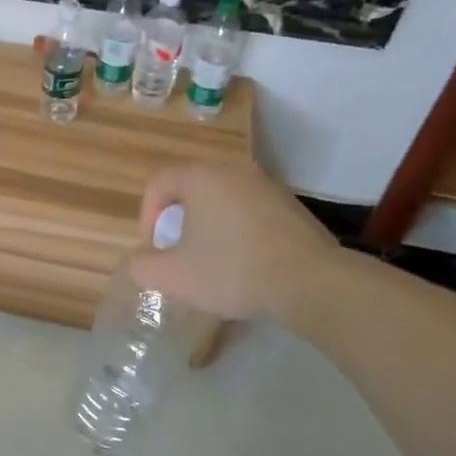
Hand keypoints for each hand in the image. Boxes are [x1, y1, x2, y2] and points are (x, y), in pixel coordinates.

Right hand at [128, 161, 342, 321]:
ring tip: (212, 263)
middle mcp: (235, 172)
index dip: (147, 215)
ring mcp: (268, 188)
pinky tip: (247, 266)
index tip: (154, 247)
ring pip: (223, 203)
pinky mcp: (293, 209)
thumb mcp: (173, 276)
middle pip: (192, 191)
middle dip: (179, 223)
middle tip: (179, 254)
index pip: (159, 182)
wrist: (313, 283)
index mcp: (202, 178)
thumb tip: (142, 261)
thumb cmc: (233, 270)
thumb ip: (143, 266)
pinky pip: (251, 215)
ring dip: (210, 229)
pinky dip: (240, 234)